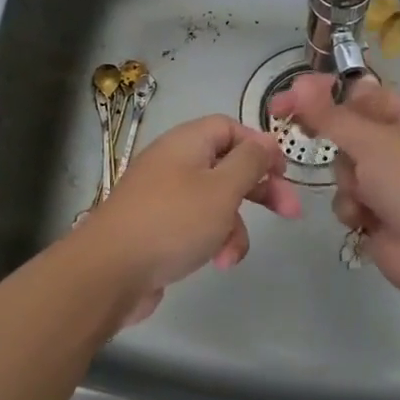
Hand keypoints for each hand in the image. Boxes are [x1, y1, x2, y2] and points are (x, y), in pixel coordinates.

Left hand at [77, 114, 301, 324]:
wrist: (109, 271)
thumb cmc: (173, 222)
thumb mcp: (222, 188)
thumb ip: (250, 162)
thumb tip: (267, 140)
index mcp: (186, 143)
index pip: (229, 128)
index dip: (260, 146)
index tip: (284, 172)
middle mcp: (173, 163)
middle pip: (227, 166)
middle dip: (259, 190)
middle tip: (290, 212)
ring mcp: (163, 197)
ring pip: (215, 202)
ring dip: (234, 227)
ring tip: (232, 254)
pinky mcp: (157, 228)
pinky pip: (195, 226)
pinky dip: (211, 241)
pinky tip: (216, 263)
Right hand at [271, 74, 399, 300]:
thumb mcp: (372, 141)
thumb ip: (330, 115)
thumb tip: (299, 84)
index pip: (362, 94)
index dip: (325, 95)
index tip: (288, 100)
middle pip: (349, 132)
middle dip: (339, 147)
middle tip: (304, 134)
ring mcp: (392, 180)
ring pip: (345, 168)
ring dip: (348, 182)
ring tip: (365, 196)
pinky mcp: (380, 211)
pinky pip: (349, 198)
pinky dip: (353, 208)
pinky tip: (366, 219)